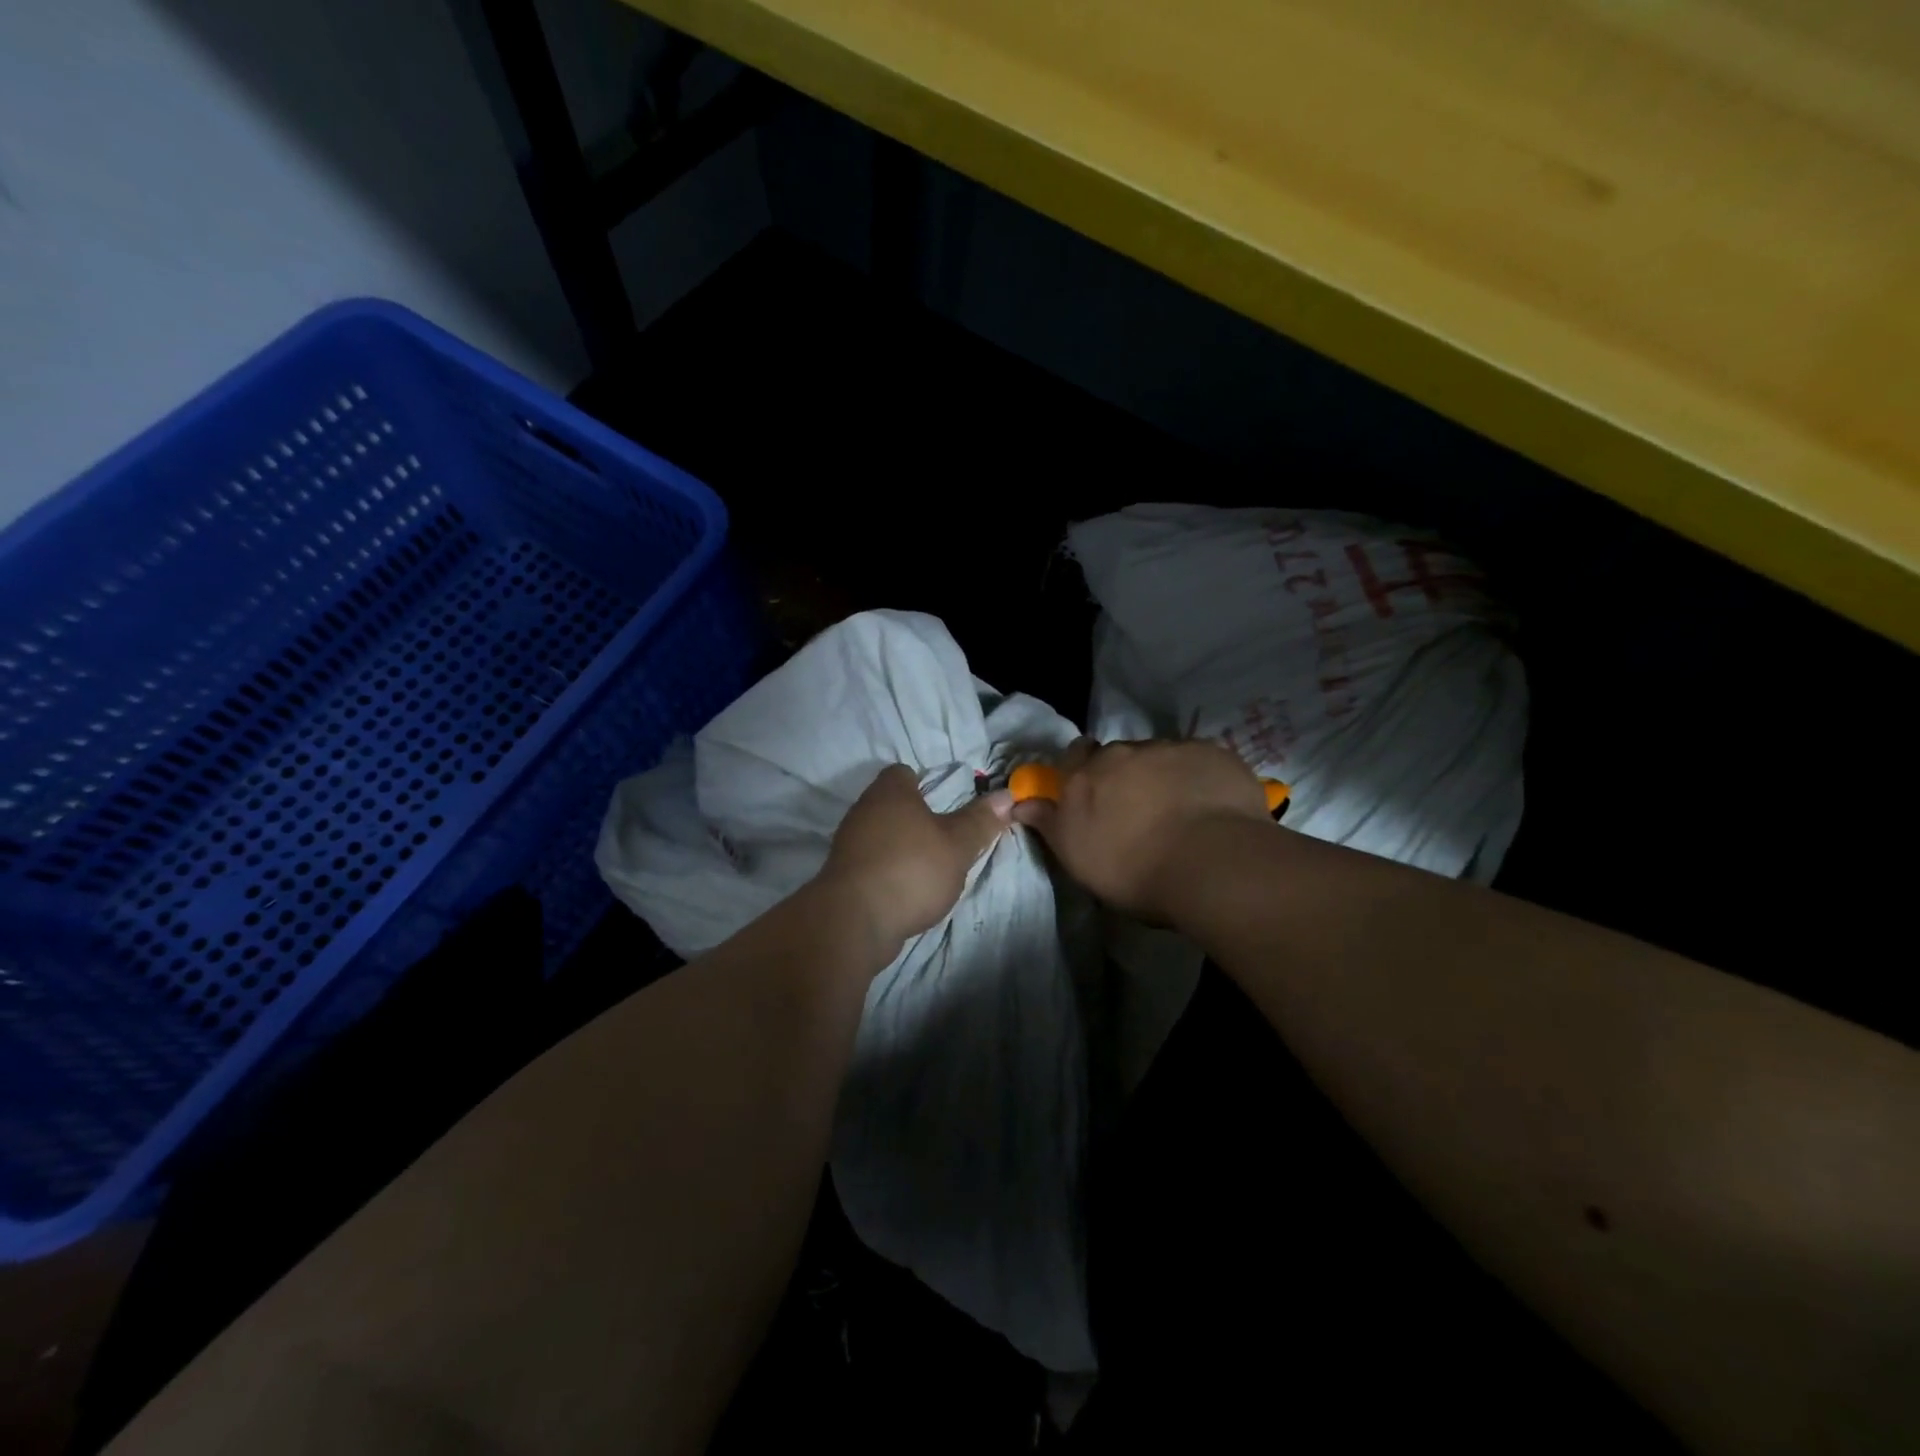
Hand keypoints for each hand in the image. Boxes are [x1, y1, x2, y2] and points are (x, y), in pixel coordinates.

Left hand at [816, 765, 1013, 961]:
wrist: (854, 921)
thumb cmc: (911, 869)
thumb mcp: (957, 845)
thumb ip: (980, 820)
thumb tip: (1006, 795)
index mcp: (890, 792)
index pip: (904, 773)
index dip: (926, 783)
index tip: (947, 803)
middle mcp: (863, 809)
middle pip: (892, 804)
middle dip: (916, 818)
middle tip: (944, 837)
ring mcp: (848, 843)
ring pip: (880, 834)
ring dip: (901, 846)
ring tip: (929, 867)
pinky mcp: (842, 874)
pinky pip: (871, 862)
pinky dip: (888, 870)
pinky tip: (906, 890)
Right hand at [1012, 738, 1270, 920]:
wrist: (1210, 862)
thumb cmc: (1133, 869)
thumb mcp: (1077, 857)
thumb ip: (1049, 824)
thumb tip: (1022, 803)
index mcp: (1086, 775)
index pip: (1074, 756)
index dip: (1081, 771)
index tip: (1092, 794)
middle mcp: (1124, 752)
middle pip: (1119, 756)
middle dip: (1125, 775)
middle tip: (1138, 809)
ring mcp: (1171, 748)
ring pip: (1160, 756)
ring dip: (1163, 775)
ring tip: (1179, 811)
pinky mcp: (1213, 752)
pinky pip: (1199, 760)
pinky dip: (1199, 777)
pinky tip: (1210, 805)